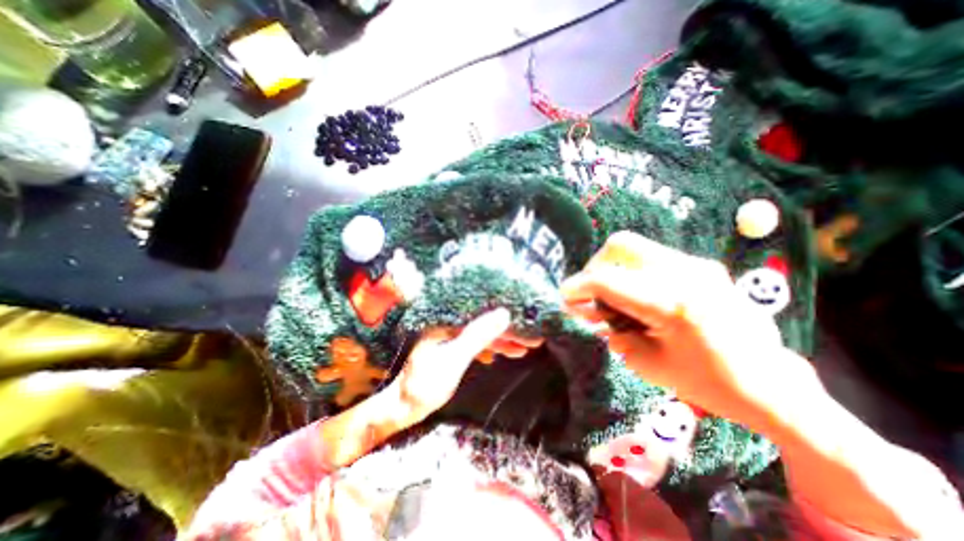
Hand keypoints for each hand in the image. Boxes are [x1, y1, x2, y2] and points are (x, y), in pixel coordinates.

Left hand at [389, 311, 515, 424]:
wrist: (405, 407)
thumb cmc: (426, 384)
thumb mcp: (455, 359)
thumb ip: (478, 336)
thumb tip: (503, 314)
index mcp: (447, 319)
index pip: (483, 313)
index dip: (505, 320)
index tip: (526, 326)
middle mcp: (449, 323)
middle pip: (484, 323)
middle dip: (507, 332)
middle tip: (531, 339)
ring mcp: (450, 336)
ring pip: (481, 334)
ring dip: (501, 342)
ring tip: (522, 349)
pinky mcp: (451, 348)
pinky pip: (475, 344)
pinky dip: (488, 349)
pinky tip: (499, 355)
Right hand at [558, 232, 807, 427]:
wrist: (774, 386)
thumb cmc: (709, 384)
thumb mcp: (648, 364)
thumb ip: (613, 333)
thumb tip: (590, 313)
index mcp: (672, 304)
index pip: (607, 280)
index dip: (577, 286)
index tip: (563, 296)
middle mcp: (686, 273)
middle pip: (620, 245)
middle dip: (595, 267)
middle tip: (590, 293)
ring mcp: (698, 264)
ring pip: (634, 246)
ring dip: (613, 268)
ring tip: (610, 295)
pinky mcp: (702, 265)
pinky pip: (651, 256)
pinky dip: (631, 270)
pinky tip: (634, 295)